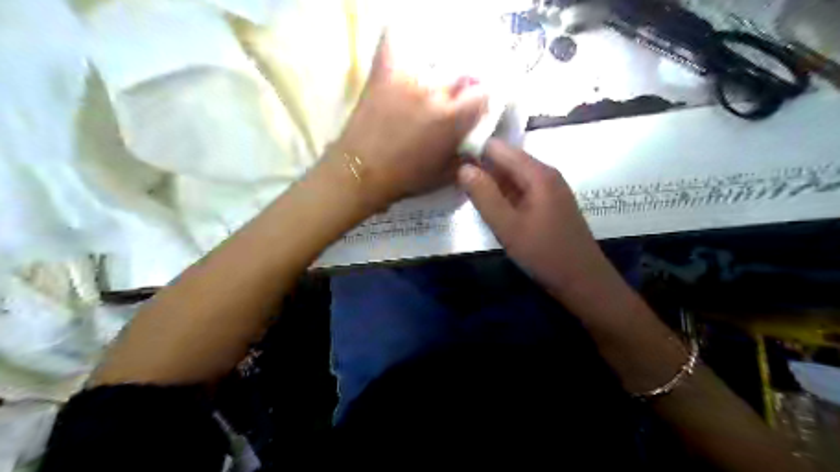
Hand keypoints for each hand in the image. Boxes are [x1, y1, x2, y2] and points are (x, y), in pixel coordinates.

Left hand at [333, 34, 490, 210]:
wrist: (360, 172)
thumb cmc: (405, 179)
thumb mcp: (445, 175)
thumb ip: (466, 156)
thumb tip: (478, 145)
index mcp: (452, 120)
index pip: (482, 95)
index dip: (479, 104)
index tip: (471, 113)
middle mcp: (435, 94)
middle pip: (459, 79)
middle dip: (458, 93)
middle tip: (444, 108)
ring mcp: (408, 80)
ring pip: (432, 67)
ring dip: (433, 79)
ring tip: (421, 94)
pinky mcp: (383, 74)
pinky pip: (393, 44)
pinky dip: (398, 45)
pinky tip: (402, 58)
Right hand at [458, 139, 613, 295]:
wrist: (583, 281)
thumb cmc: (545, 254)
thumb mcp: (508, 227)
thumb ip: (484, 196)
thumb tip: (463, 168)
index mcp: (537, 173)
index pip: (498, 147)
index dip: (473, 151)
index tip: (450, 164)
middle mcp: (544, 173)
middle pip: (505, 159)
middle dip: (480, 168)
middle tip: (453, 183)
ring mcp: (548, 188)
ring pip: (511, 176)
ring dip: (490, 183)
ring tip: (465, 194)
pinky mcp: (548, 203)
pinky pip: (520, 189)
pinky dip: (502, 194)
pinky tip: (489, 207)